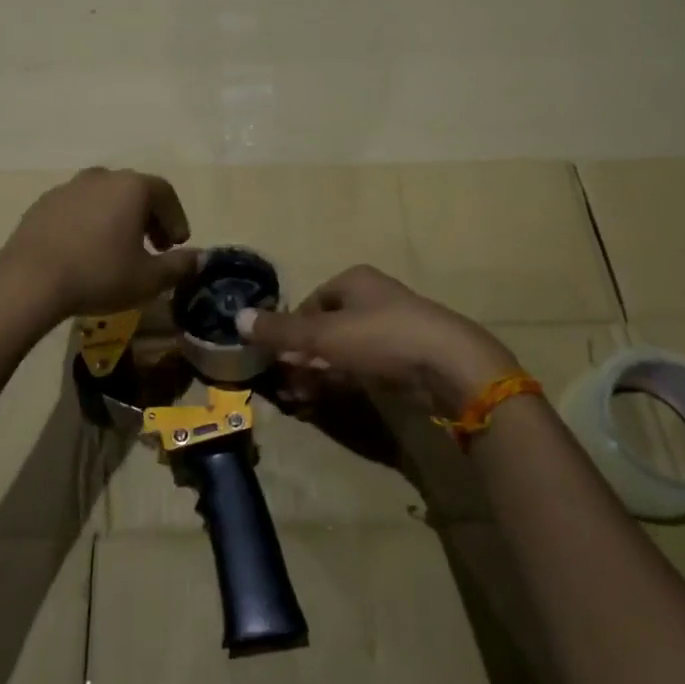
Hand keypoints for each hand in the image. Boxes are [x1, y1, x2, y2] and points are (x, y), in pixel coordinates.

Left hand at [0, 168, 199, 319]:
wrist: (29, 281)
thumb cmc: (99, 274)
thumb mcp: (149, 279)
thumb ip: (179, 266)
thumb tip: (199, 258)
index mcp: (132, 187)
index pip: (165, 194)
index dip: (177, 219)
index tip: (178, 245)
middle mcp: (102, 177)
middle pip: (135, 191)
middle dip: (150, 218)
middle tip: (155, 248)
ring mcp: (69, 187)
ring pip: (105, 198)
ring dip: (119, 219)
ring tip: (119, 250)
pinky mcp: (44, 203)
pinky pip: (78, 208)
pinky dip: (90, 223)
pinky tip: (85, 251)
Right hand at [239, 265, 519, 418]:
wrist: (448, 365)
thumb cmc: (381, 337)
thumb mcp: (323, 334)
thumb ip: (280, 330)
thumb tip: (236, 318)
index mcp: (354, 282)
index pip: (311, 302)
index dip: (291, 329)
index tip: (276, 356)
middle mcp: (372, 299)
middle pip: (326, 328)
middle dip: (303, 356)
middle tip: (286, 384)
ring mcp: (391, 329)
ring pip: (344, 351)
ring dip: (319, 373)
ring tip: (300, 399)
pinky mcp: (405, 359)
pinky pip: (363, 368)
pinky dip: (343, 382)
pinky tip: (326, 401)